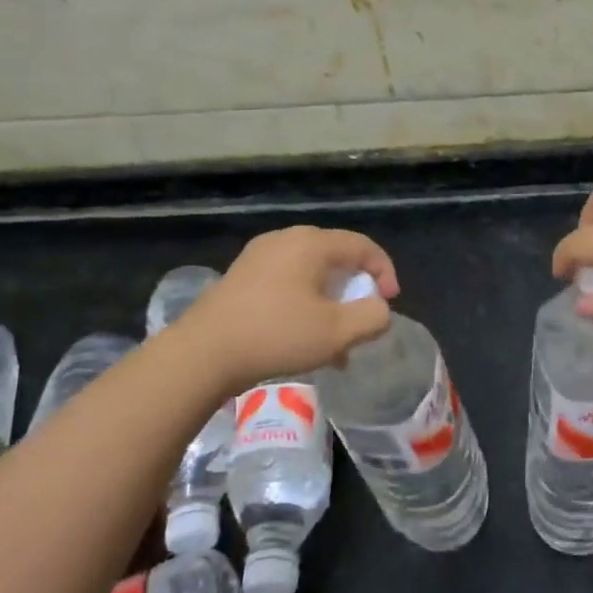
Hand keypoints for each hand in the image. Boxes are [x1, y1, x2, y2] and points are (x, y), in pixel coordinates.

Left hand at [177, 226, 398, 392]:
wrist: (202, 353)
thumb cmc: (276, 336)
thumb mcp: (337, 332)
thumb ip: (372, 317)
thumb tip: (379, 309)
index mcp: (311, 243)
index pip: (362, 246)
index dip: (384, 271)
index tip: (389, 303)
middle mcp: (285, 239)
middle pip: (335, 257)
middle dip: (355, 290)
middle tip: (361, 320)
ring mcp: (258, 256)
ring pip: (310, 273)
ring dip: (329, 302)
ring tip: (333, 340)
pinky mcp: (240, 276)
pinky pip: (286, 282)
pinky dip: (304, 303)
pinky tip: (301, 338)